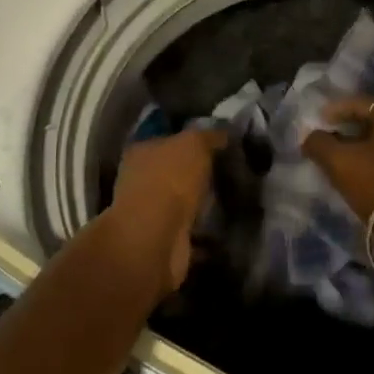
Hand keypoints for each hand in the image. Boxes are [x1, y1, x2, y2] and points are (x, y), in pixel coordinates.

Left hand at [108, 128, 225, 290]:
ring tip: (232, 200)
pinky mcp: (164, 241)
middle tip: (230, 172)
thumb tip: (223, 133)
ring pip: (182, 203)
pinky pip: (190, 231)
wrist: (155, 237)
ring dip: (202, 204)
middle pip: (174, 172)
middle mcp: (141, 180)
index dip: (192, 140)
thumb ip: (209, 136)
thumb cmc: (170, 179)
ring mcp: (150, 213)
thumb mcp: (194, 143)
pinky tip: (226, 228)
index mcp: (142, 151)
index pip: (168, 139)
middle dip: (198, 174)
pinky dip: (205, 233)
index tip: (220, 145)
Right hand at [301, 96, 373, 248]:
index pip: (361, 102)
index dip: (337, 109)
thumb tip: (309, 136)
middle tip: (332, 140)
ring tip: (347, 163)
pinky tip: (368, 180)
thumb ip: (320, 144)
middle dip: (352, 130)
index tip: (319, 119)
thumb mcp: (341, 163)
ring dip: (367, 151)